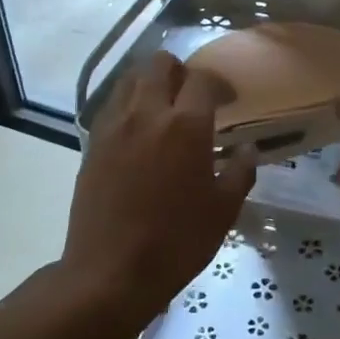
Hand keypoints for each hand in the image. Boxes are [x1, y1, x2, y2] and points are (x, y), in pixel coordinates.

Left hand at [62, 52, 254, 318]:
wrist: (110, 273)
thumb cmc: (176, 242)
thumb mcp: (223, 211)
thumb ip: (240, 172)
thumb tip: (248, 149)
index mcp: (185, 126)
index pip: (203, 80)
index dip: (219, 84)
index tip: (228, 99)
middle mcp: (146, 114)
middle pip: (159, 65)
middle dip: (180, 71)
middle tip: (193, 96)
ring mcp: (113, 126)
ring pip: (130, 79)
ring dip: (150, 83)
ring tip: (163, 108)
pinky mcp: (92, 144)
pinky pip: (112, 106)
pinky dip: (128, 105)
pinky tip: (138, 130)